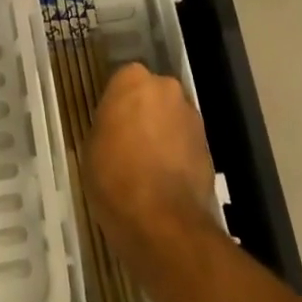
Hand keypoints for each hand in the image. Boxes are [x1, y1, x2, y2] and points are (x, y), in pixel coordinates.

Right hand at [84, 62, 216, 265]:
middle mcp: (166, 88)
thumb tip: (117, 127)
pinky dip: (178, 155)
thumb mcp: (92, 146)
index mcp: (132, 80)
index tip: (111, 124)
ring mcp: (191, 116)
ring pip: (172, 118)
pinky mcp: (209, 146)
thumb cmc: (114, 176)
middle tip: (129, 142)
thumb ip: (108, 124)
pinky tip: (166, 181)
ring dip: (163, 134)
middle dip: (145, 113)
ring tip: (149, 166)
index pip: (124, 81)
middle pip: (153, 96)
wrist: (161, 220)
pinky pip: (186, 143)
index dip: (118, 104)